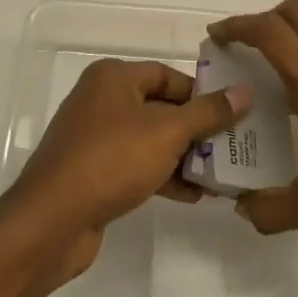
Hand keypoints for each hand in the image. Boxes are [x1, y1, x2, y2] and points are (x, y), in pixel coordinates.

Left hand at [0, 59, 251, 281]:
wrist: (52, 221)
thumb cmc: (111, 160)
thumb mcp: (167, 132)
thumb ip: (208, 112)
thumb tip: (244, 92)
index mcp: (113, 78)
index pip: (167, 75)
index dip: (201, 92)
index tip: (232, 113)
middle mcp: (101, 100)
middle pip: (161, 107)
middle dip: (196, 129)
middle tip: (233, 146)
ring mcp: (95, 138)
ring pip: (150, 139)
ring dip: (184, 156)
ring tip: (220, 175)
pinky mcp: (93, 172)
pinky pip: (136, 165)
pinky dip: (163, 175)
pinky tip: (193, 196)